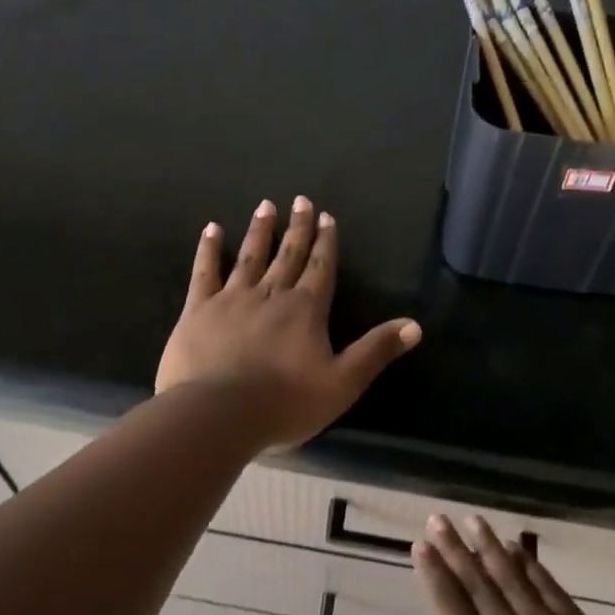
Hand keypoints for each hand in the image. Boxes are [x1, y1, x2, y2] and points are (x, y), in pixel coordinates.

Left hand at [155, 196, 421, 449]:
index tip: (326, 216)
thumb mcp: (343, 383)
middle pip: (288, 254)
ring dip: (260, 231)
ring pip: (250, 256)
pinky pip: (205, 272)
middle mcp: (271, 294)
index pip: (321, 267)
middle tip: (300, 200)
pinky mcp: (199, 310)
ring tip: (265, 206)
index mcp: (306, 309)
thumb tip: (415, 325)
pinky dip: (209, 249)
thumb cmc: (285, 402)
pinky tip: (212, 230)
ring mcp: (232, 298)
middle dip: (297, 227)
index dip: (326, 242)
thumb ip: (377, 350)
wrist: (219, 415)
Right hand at [399, 514, 614, 614]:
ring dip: (488, 546)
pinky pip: (546, 586)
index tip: (421, 547)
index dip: (434, 575)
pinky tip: (517, 548)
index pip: (450, 608)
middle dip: (453, 549)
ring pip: (509, 576)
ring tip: (472, 520)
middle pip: (475, 583)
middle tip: (437, 519)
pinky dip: (529, 564)